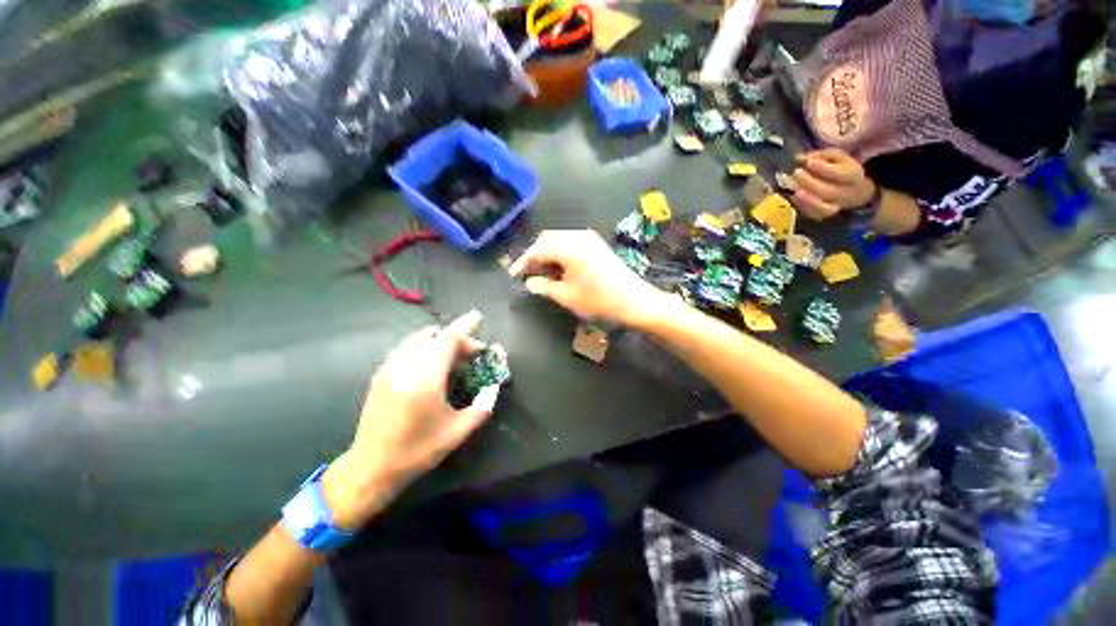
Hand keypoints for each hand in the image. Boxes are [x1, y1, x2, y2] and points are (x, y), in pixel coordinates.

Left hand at [323, 311, 498, 528]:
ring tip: (455, 355)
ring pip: (420, 340)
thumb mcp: (458, 431)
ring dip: (441, 341)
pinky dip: (424, 346)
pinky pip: (407, 348)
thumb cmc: (417, 450)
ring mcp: (389, 368)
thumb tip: (494, 386)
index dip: (465, 326)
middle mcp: (405, 365)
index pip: (448, 339)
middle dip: (459, 340)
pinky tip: (432, 361)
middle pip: (437, 338)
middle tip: (475, 353)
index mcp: (426, 378)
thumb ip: (482, 405)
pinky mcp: (381, 374)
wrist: (371, 467)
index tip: (478, 318)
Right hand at [509, 229, 666, 325]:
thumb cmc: (598, 301)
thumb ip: (544, 286)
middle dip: (535, 255)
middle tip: (527, 273)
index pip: (537, 249)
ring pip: (559, 239)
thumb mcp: (566, 296)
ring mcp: (589, 238)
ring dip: (547, 253)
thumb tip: (530, 282)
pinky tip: (559, 267)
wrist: (634, 301)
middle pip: (547, 239)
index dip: (523, 262)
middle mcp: (577, 236)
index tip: (513, 274)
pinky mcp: (597, 244)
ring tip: (541, 272)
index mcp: (568, 247)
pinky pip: (571, 242)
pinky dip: (561, 252)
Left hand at [790, 148, 876, 219]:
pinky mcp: (825, 215)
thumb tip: (800, 158)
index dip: (822, 168)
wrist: (852, 190)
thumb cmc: (841, 168)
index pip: (840, 174)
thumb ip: (820, 156)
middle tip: (795, 173)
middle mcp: (848, 193)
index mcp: (854, 175)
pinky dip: (803, 207)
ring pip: (824, 208)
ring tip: (794, 190)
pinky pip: (815, 215)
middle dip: (809, 182)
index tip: (807, 162)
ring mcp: (837, 207)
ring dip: (806, 200)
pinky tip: (794, 197)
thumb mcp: (835, 156)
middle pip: (828, 191)